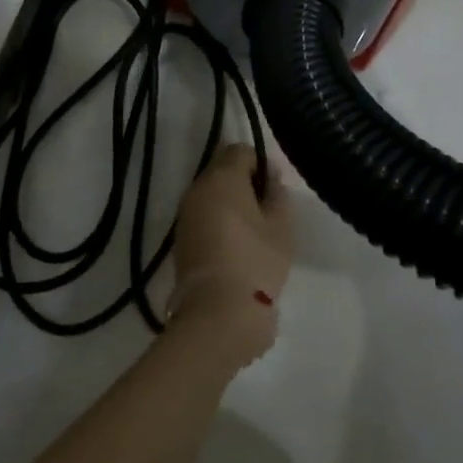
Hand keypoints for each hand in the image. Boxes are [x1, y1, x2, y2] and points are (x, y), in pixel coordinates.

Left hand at [167, 144, 292, 364]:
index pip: (240, 150)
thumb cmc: (256, 261)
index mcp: (222, 177)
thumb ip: (277, 194)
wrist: (217, 312)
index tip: (275, 188)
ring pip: (211, 193)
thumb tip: (270, 176)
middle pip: (222, 169)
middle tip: (267, 210)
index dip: (261, 163)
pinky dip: (218, 221)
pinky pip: (203, 215)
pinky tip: (236, 244)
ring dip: (230, 202)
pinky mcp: (181, 238)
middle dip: (244, 181)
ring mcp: (185, 213)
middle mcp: (198, 188)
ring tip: (254, 230)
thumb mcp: (281, 226)